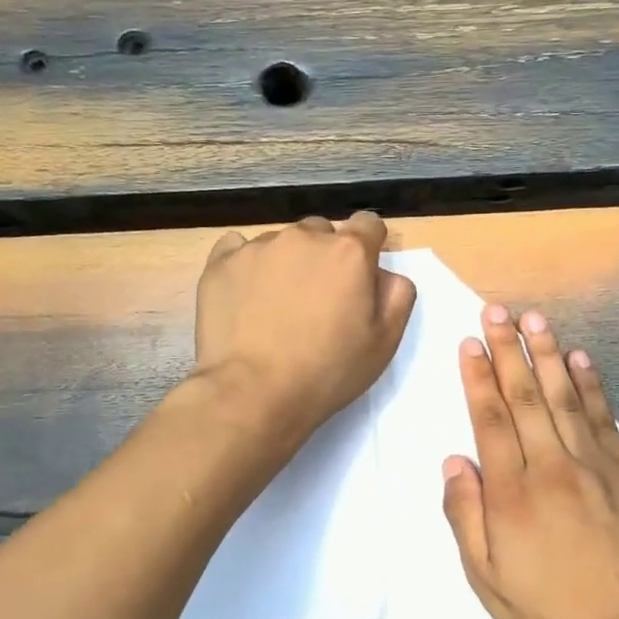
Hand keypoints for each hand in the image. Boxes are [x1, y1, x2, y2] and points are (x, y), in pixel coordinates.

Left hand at [195, 212, 416, 441]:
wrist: (254, 393)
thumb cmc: (328, 371)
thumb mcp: (384, 342)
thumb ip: (396, 295)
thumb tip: (384, 273)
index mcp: (349, 252)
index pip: (368, 224)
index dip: (368, 245)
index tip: (360, 273)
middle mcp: (304, 237)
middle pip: (321, 232)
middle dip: (325, 256)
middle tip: (318, 299)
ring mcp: (258, 247)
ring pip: (280, 242)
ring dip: (286, 263)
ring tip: (277, 306)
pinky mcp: (221, 263)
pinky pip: (237, 249)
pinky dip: (246, 265)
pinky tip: (246, 296)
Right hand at [440, 304, 618, 618]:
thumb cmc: (548, 607)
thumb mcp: (487, 579)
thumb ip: (466, 517)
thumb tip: (455, 462)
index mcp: (511, 494)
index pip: (490, 421)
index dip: (478, 378)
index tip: (470, 343)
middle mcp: (550, 467)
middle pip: (524, 397)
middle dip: (507, 351)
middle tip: (497, 311)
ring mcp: (593, 465)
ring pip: (563, 397)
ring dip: (547, 355)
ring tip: (534, 319)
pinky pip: (604, 418)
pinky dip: (590, 384)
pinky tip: (579, 358)